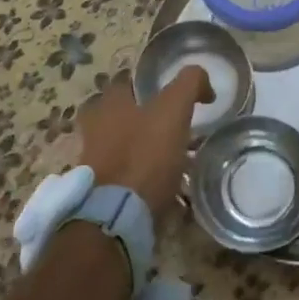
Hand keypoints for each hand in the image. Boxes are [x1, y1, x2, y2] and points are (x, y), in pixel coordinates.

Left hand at [77, 67, 213, 221]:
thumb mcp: (173, 110)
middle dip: (142, 120)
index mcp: (108, 107)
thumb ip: (189, 85)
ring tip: (176, 162)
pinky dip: (144, 181)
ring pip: (123, 149)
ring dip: (144, 152)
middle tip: (173, 129)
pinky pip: (126, 180)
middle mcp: (95, 131)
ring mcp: (96, 164)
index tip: (172, 96)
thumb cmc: (143, 156)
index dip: (148, 86)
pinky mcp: (102, 194)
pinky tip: (167, 189)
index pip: (125, 84)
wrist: (116, 216)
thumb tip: (203, 82)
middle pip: (120, 117)